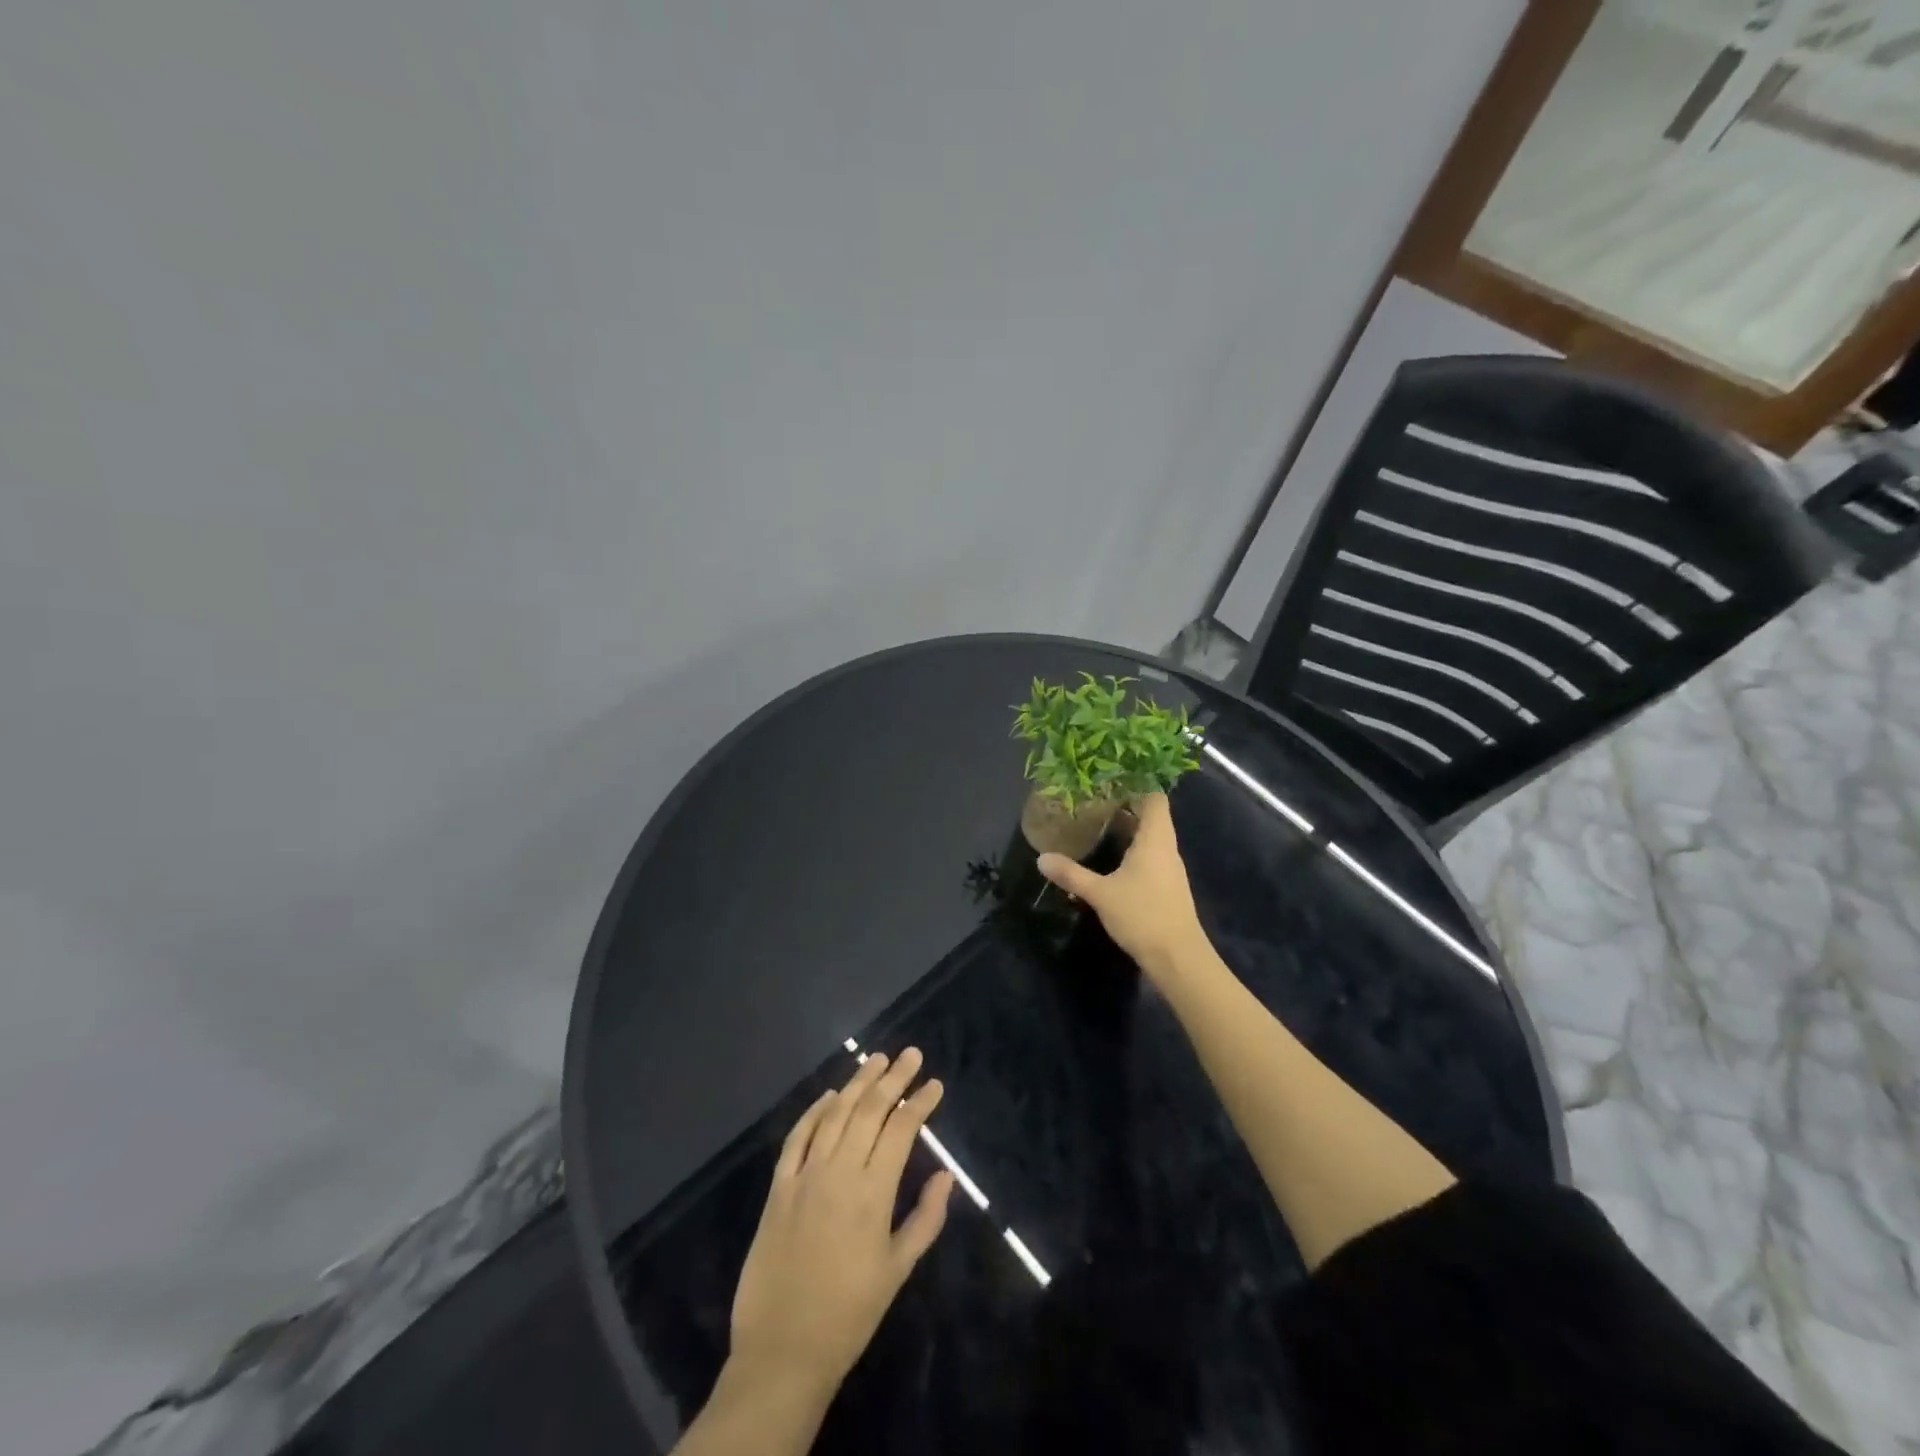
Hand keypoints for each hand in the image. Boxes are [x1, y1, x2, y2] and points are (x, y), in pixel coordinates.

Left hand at [728, 1048, 955, 1398]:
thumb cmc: (849, 1315)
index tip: (935, 1084)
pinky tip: (829, 1096)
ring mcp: (805, 1177)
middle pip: (870, 1111)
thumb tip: (946, 1175)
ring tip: (876, 1059)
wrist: (782, 1352)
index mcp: (873, 1193)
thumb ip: (925, 1219)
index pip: (901, 1130)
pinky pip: (797, 1138)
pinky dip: (814, 1112)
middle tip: (911, 1054)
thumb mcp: (897, 1271)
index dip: (920, 1102)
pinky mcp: (778, 1188)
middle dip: (893, 1078)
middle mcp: (839, 1172)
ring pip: (835, 1115)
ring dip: (857, 1083)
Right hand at [1037, 791, 1205, 981]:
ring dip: (1128, 832)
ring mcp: (1169, 870)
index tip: (1109, 783)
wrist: (1178, 959)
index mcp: (1155, 839)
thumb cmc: (1142, 915)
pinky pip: (1150, 858)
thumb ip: (1071, 874)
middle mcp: (1166, 849)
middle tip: (1093, 804)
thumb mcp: (1100, 894)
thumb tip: (1041, 858)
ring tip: (1097, 829)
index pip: (1154, 798)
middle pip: (1151, 817)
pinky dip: (1132, 853)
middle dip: (1124, 809)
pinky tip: (1111, 863)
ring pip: (1150, 839)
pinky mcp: (1167, 888)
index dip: (1136, 787)